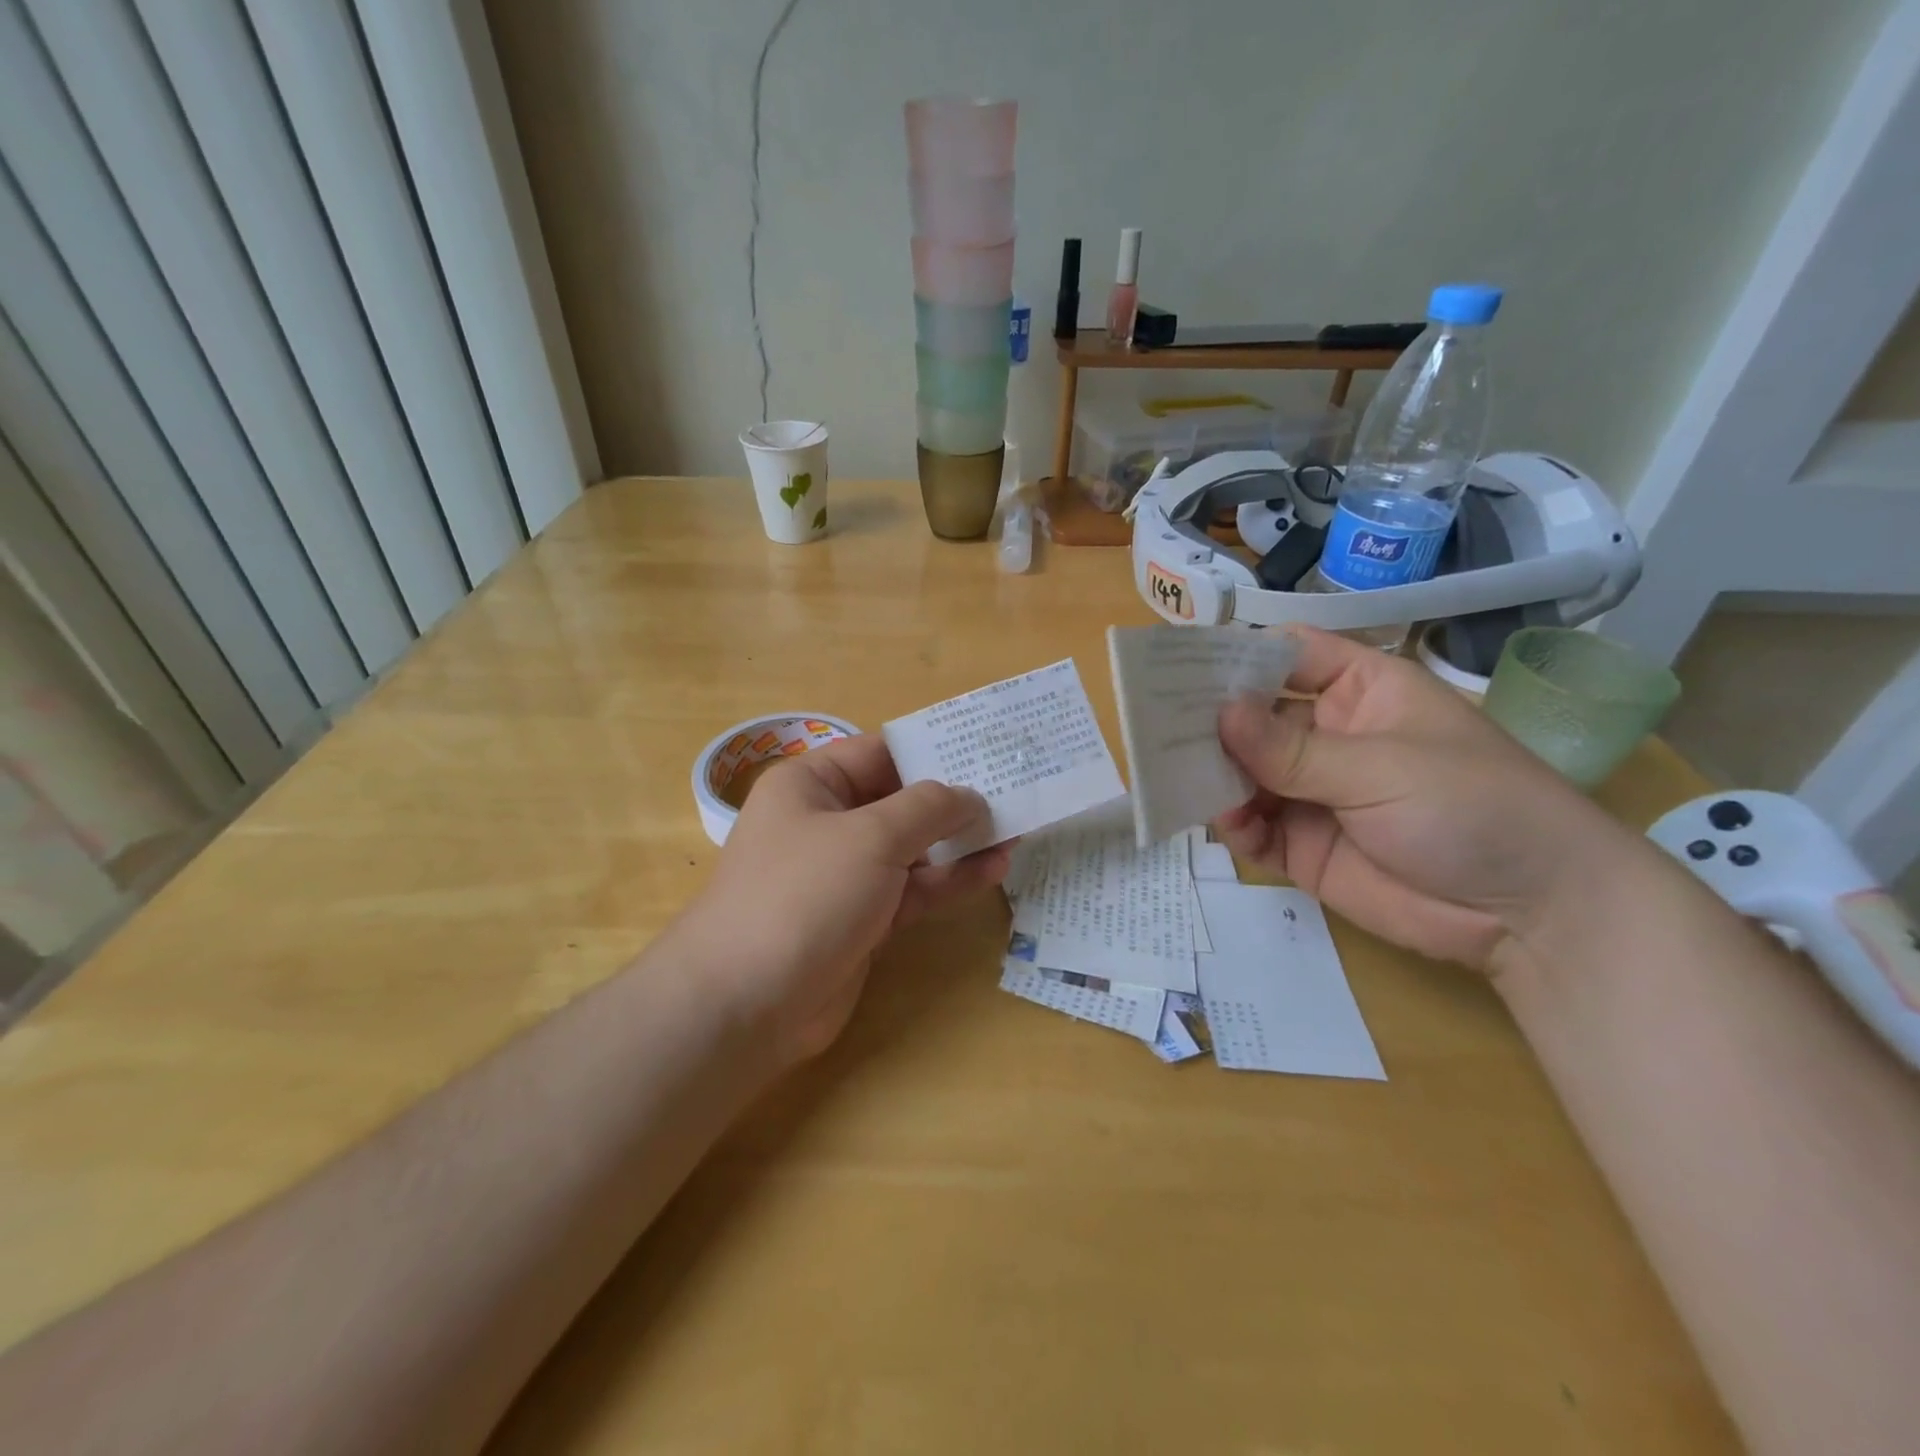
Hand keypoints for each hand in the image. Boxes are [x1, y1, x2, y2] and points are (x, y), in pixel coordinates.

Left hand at [679, 735, 1011, 1062]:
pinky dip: (949, 880)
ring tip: (1016, 829)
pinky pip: (912, 889)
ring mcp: (845, 873)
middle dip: (954, 799)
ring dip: (959, 842)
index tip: (986, 750)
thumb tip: (970, 796)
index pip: (881, 752)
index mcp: (812, 784)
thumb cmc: (804, 894)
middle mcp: (826, 822)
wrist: (747, 1003)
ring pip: (912, 848)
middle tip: (1014, 791)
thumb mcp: (871, 836)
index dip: (933, 750)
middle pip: (900, 800)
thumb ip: (928, 808)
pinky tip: (993, 868)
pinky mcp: (862, 918)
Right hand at [1211, 628, 1640, 972]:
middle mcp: (1327, 737)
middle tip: (1156, 728)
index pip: (1288, 656)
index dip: (1238, 656)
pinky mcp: (1301, 846)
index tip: (1181, 666)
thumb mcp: (1382, 767)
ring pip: (1244, 774)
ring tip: (1179, 780)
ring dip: (1215, 777)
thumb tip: (1218, 714)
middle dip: (1210, 722)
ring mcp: (1311, 793)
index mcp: (1359, 693)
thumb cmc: (1473, 808)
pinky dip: (1235, 826)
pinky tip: (1231, 826)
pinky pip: (1253, 828)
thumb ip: (1293, 749)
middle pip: (1253, 717)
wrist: (1530, 915)